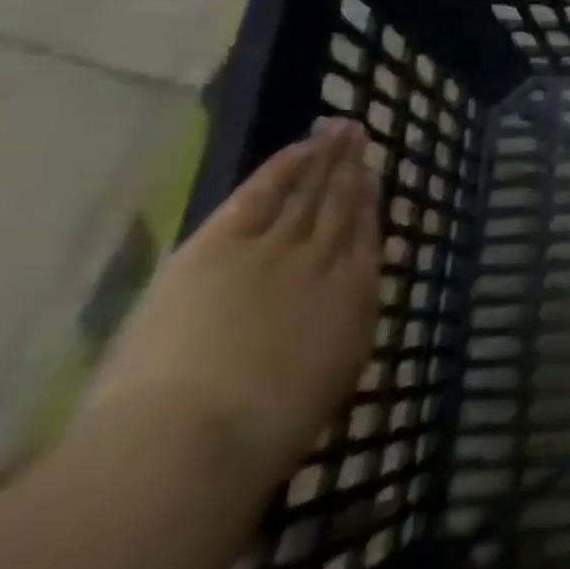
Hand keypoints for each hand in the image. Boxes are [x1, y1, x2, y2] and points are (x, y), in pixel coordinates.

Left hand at [83, 120, 381, 485]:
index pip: (366, 237)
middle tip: (362, 134)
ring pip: (309, 192)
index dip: (370, 204)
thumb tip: (348, 300)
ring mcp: (275, 248)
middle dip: (353, 169)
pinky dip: (284, 168)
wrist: (194, 439)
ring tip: (340, 130)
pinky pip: (261, 194)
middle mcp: (326, 261)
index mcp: (355, 297)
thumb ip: (342, 329)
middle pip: (342, 205)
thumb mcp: (328, 380)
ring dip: (327, 158)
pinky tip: (301, 148)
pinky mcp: (221, 247)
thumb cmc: (264, 430)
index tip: (374, 177)